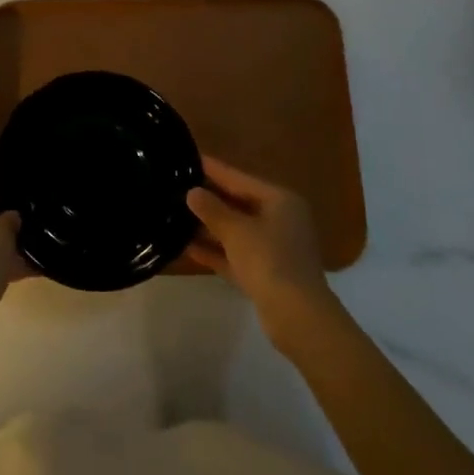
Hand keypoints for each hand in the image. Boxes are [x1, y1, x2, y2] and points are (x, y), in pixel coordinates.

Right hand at [186, 158, 335, 341]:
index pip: (239, 178)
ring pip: (236, 230)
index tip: (188, 158)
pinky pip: (235, 254)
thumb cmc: (269, 260)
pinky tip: (186, 246)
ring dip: (209, 226)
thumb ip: (212, 209)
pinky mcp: (265, 273)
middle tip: (176, 186)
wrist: (297, 317)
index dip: (213, 169)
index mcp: (280, 201)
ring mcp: (274, 248)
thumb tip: (192, 192)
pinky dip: (215, 250)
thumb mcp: (236, 230)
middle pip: (238, 203)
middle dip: (209, 198)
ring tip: (176, 214)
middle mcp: (280, 220)